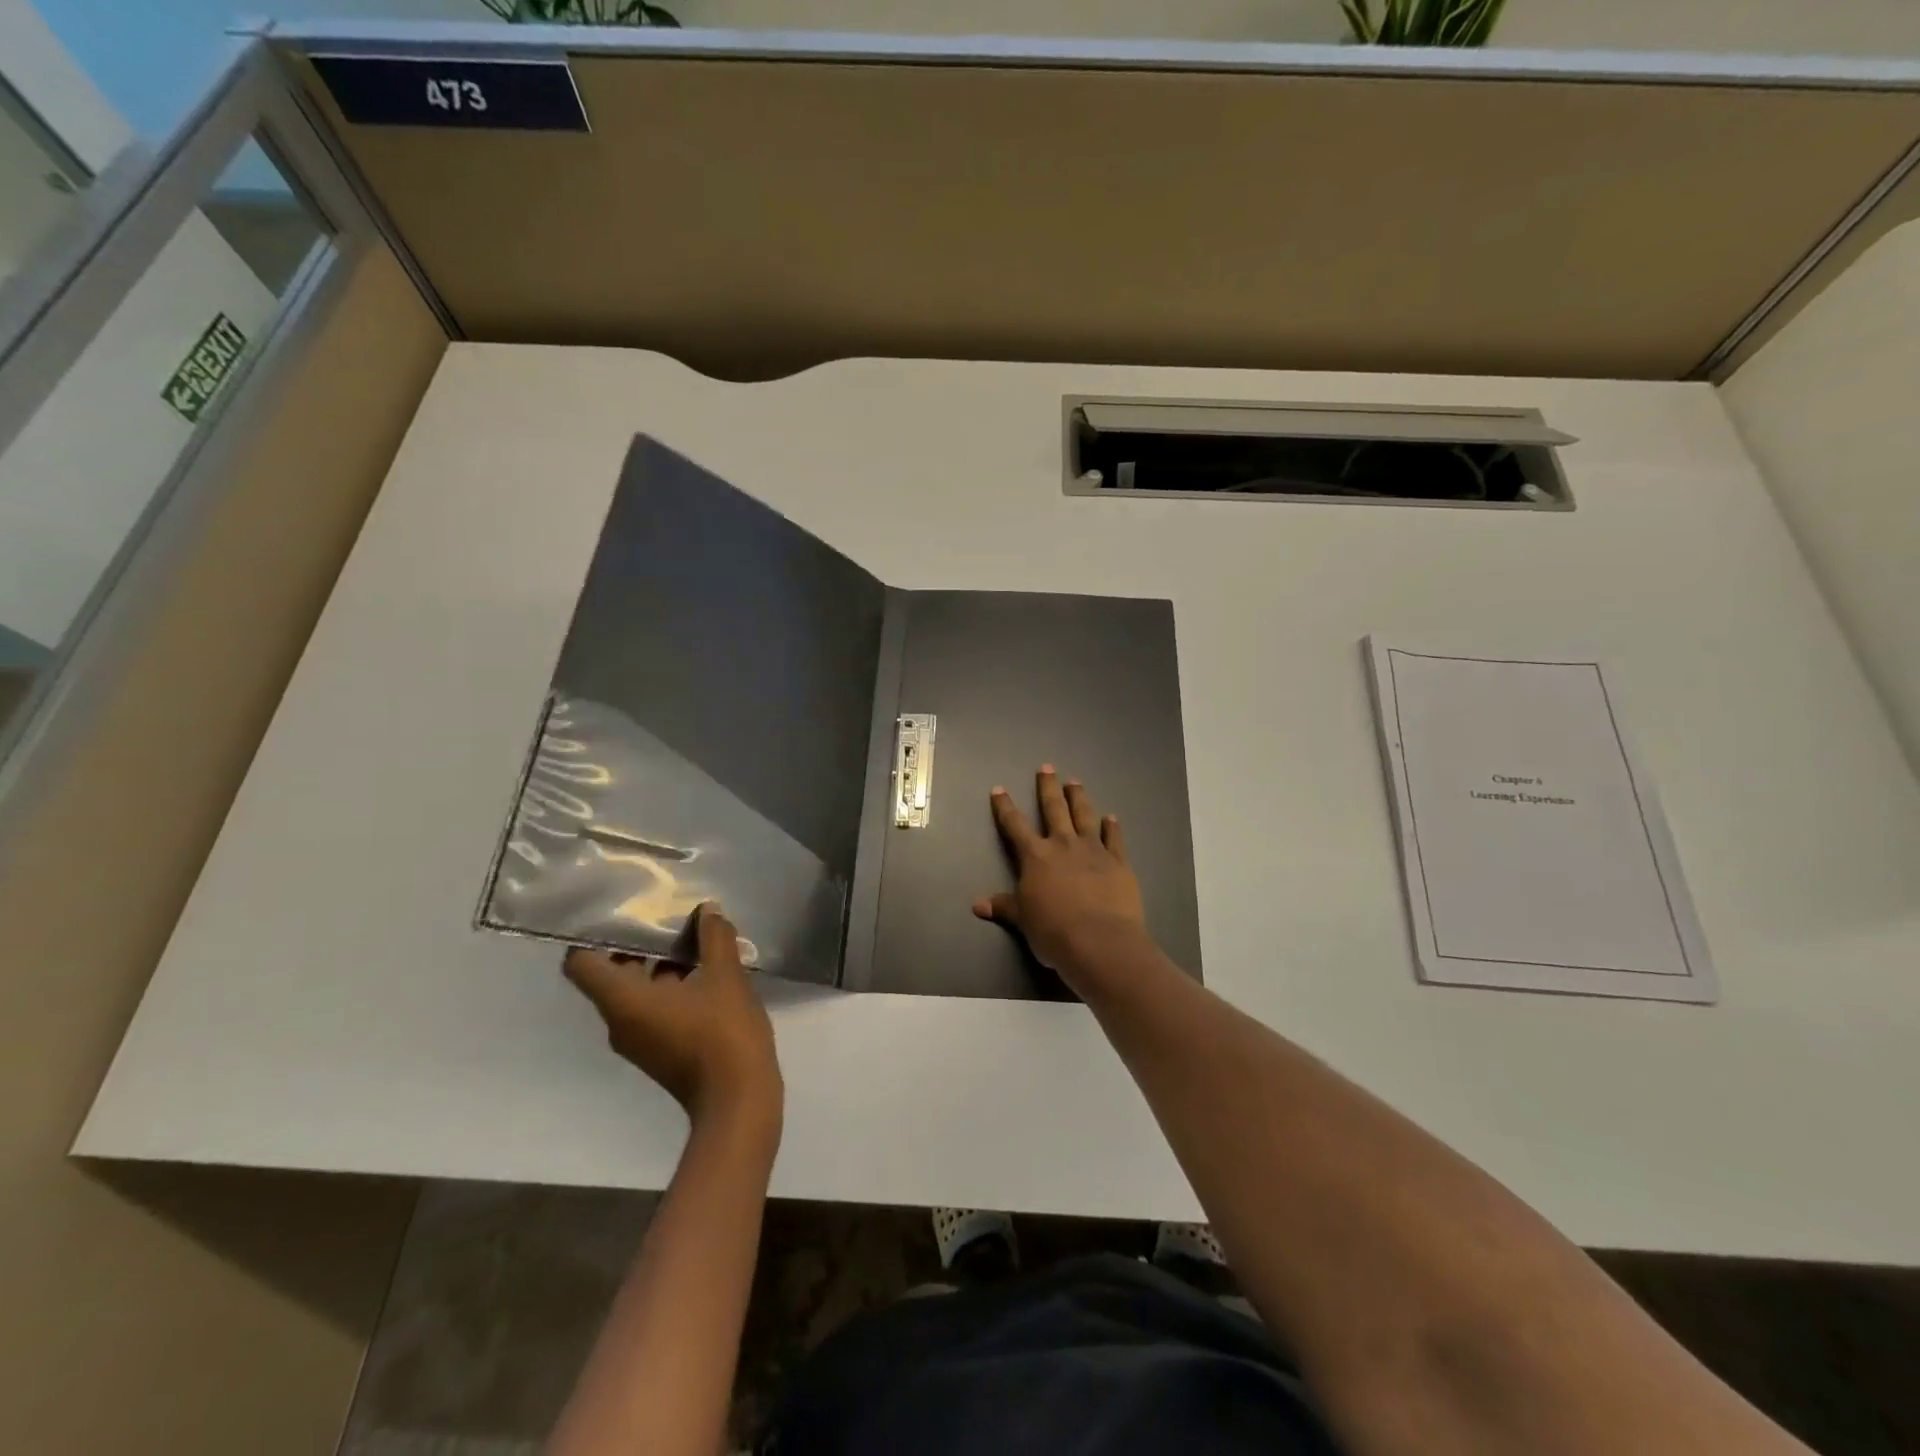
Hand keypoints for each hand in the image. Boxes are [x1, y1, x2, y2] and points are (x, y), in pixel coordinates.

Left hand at [564, 903, 781, 1131]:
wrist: (739, 1102)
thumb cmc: (723, 1034)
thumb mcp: (726, 977)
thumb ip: (714, 938)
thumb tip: (707, 910)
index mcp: (624, 1002)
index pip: (581, 963)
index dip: (592, 933)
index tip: (618, 909)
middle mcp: (620, 1021)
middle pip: (611, 972)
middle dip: (637, 942)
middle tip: (665, 913)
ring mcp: (640, 1039)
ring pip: (636, 990)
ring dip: (659, 962)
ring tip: (693, 937)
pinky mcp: (660, 1049)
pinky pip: (653, 1007)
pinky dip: (671, 985)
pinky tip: (707, 969)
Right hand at [973, 765, 1151, 983]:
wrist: (1100, 941)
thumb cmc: (1054, 932)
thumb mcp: (1023, 920)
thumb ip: (1004, 906)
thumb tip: (977, 905)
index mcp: (1036, 857)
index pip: (1015, 826)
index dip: (1005, 807)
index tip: (999, 789)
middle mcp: (1063, 845)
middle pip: (1054, 809)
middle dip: (1048, 787)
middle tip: (1047, 767)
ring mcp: (1094, 850)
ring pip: (1085, 816)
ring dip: (1079, 797)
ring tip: (1075, 781)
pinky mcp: (1119, 862)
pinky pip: (1114, 839)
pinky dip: (1113, 827)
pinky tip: (1112, 817)